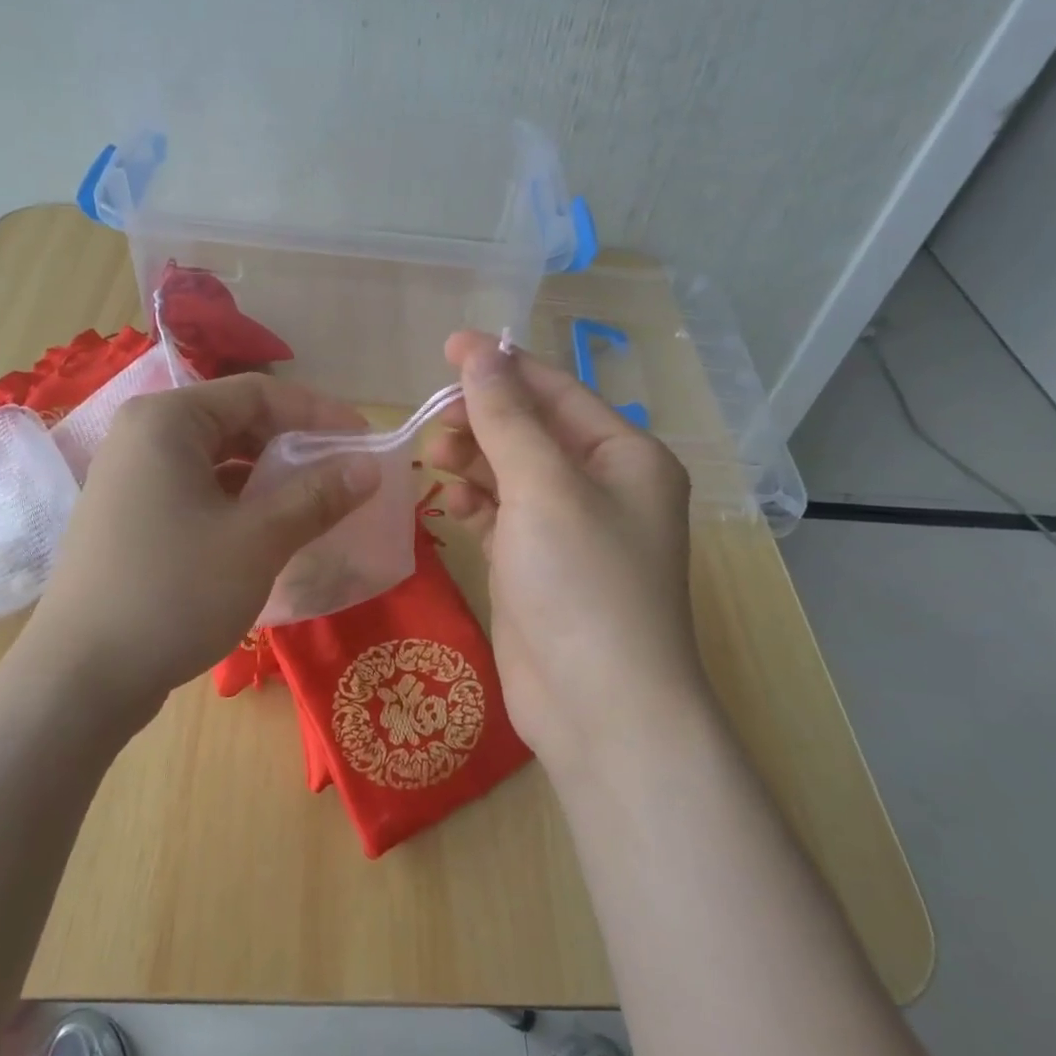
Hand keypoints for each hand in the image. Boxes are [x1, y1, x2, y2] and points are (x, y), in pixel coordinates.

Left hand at [25, 374, 379, 722]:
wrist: (82, 678)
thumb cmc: (174, 592)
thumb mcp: (258, 540)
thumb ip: (317, 496)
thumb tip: (369, 467)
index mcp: (167, 421)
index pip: (257, 393)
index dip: (319, 413)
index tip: (364, 442)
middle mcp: (143, 437)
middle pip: (236, 422)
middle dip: (295, 446)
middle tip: (343, 475)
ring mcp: (132, 480)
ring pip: (218, 461)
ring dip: (270, 478)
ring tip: (316, 504)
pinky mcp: (132, 519)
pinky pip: (199, 492)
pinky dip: (240, 504)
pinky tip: (271, 532)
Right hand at [427, 331, 708, 770]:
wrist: (598, 708)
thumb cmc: (582, 582)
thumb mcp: (543, 487)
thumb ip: (506, 417)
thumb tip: (479, 351)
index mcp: (625, 456)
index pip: (557, 392)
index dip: (502, 367)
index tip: (446, 347)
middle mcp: (603, 488)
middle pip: (533, 432)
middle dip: (482, 420)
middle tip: (430, 421)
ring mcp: (569, 532)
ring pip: (512, 475)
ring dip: (473, 461)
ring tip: (432, 457)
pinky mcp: (537, 569)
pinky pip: (502, 518)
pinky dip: (476, 505)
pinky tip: (450, 503)